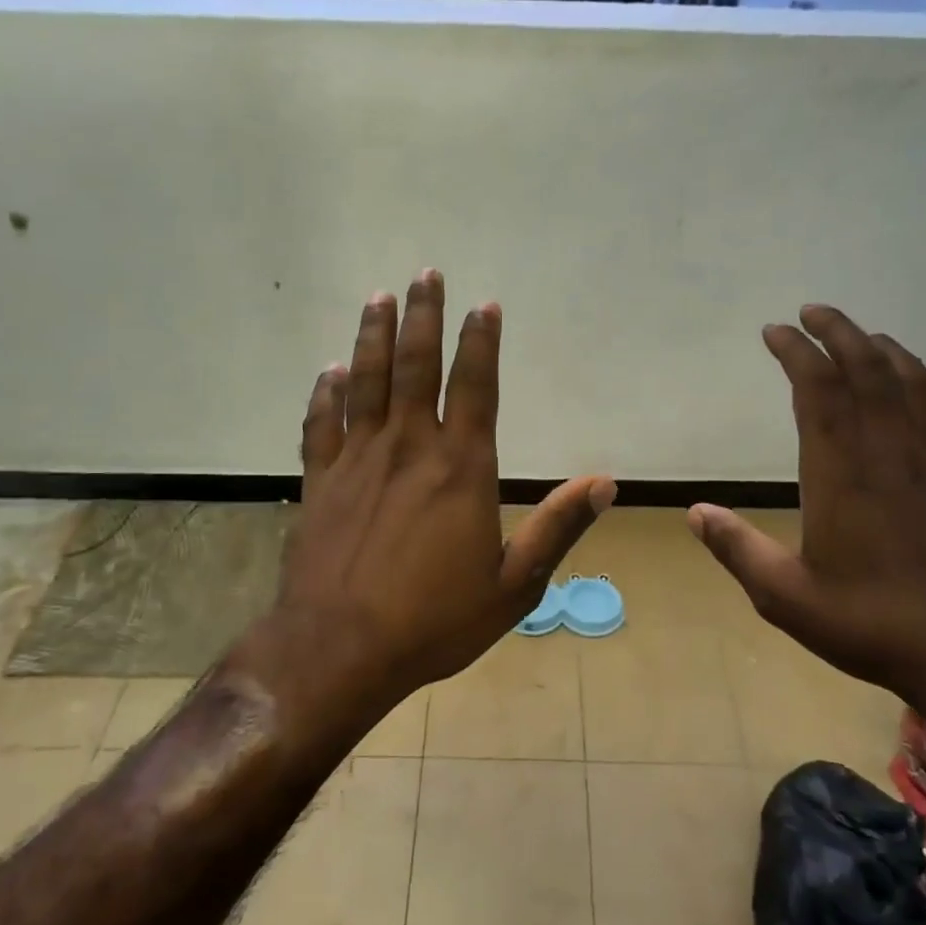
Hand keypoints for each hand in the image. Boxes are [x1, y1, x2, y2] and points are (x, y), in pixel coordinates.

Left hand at [279, 270, 614, 704]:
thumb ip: (558, 528)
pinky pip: (322, 423)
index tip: (484, 305)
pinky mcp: (320, 480)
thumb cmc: (434, 620)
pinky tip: (330, 371)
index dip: (481, 341)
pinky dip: (326, 393)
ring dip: (373, 335)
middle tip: (426, 275)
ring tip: (380, 297)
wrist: (339, 649)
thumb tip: (605, 484)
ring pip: (365, 381)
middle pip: (416, 366)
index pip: (476, 386)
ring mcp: (357, 460)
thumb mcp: (514, 585)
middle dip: (423, 317)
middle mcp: (408, 447)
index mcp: (460, 467)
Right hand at [687, 304, 925, 743]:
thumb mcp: (786, 597)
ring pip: (917, 387)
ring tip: (865, 338)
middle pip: (869, 371)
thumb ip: (737, 549)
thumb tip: (695, 513)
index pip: (817, 390)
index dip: (795, 353)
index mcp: (843, 473)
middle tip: (813, 312)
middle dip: (839, 332)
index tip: (775, 332)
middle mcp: (892, 454)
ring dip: (888, 352)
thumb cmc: (873, 625)